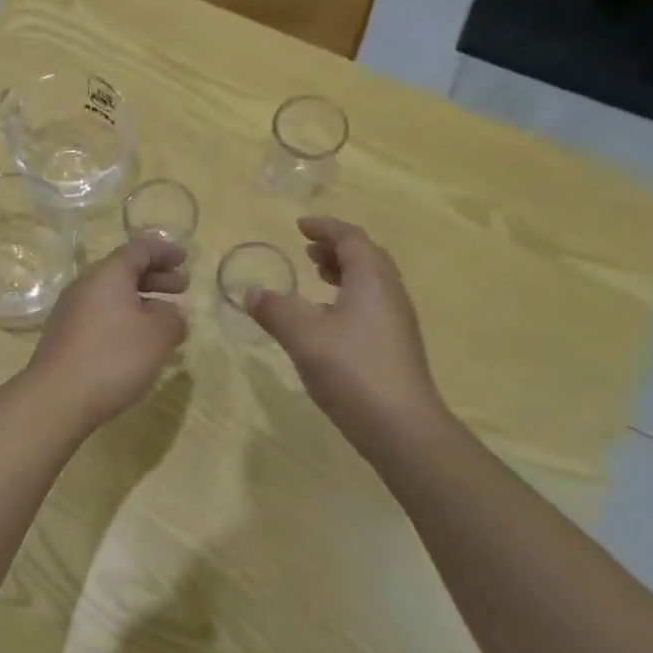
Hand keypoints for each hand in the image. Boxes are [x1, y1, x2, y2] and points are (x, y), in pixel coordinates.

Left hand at [24, 234, 188, 429]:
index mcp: (108, 274)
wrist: (57, 398)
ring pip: (112, 295)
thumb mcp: (158, 335)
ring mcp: (71, 312)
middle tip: (182, 287)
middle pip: (123, 270)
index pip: (139, 249)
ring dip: (141, 300)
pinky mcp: (65, 337)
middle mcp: (85, 286)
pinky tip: (138, 342)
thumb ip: (173, 317)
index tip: (185, 258)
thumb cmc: (113, 358)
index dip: (164, 251)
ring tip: (165, 318)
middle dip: (155, 276)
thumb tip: (172, 313)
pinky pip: (102, 316)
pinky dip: (125, 319)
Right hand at [244, 216, 444, 437]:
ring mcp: (396, 321)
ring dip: (344, 272)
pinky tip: (327, 320)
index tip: (300, 226)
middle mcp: (389, 294)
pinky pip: (371, 304)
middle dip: (337, 248)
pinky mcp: (394, 346)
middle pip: (367, 257)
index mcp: (371, 280)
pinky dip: (348, 296)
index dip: (326, 228)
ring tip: (316, 277)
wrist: (401, 426)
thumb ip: (275, 310)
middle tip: (307, 250)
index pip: (351, 238)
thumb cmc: (352, 370)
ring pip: (371, 282)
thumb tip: (251, 292)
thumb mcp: (303, 336)